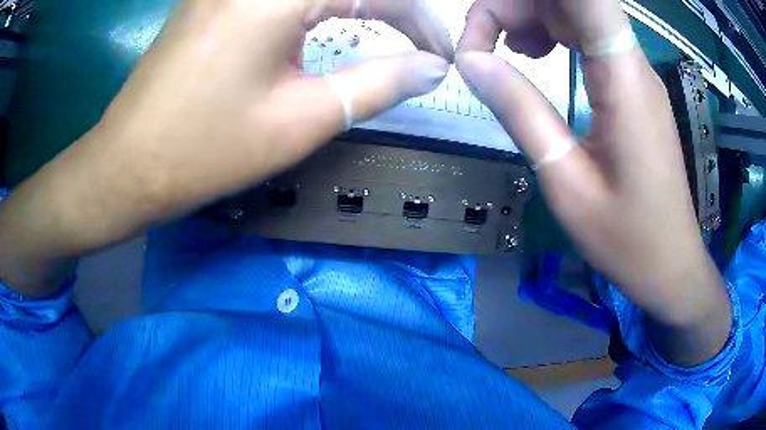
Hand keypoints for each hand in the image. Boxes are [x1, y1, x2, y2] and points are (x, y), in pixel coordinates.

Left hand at [0, 0, 452, 295]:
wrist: (127, 166)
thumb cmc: (205, 151)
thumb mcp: (301, 120)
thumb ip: (377, 84)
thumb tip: (432, 69)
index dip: (420, 21)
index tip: (441, 56)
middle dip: (393, 7)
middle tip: (416, 40)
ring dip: (354, 2)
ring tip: (384, 27)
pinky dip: (315, 3)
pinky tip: (324, 18)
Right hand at [456, 0, 730, 364]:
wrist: (670, 264)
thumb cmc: (627, 238)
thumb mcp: (566, 182)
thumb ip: (521, 112)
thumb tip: (471, 61)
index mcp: (624, 79)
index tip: (489, 23)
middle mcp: (632, 63)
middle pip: (572, 0)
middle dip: (517, 7)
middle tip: (481, 45)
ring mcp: (634, 72)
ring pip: (578, 13)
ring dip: (532, 17)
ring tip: (504, 49)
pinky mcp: (632, 86)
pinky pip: (589, 37)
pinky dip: (553, 33)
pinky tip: (534, 56)